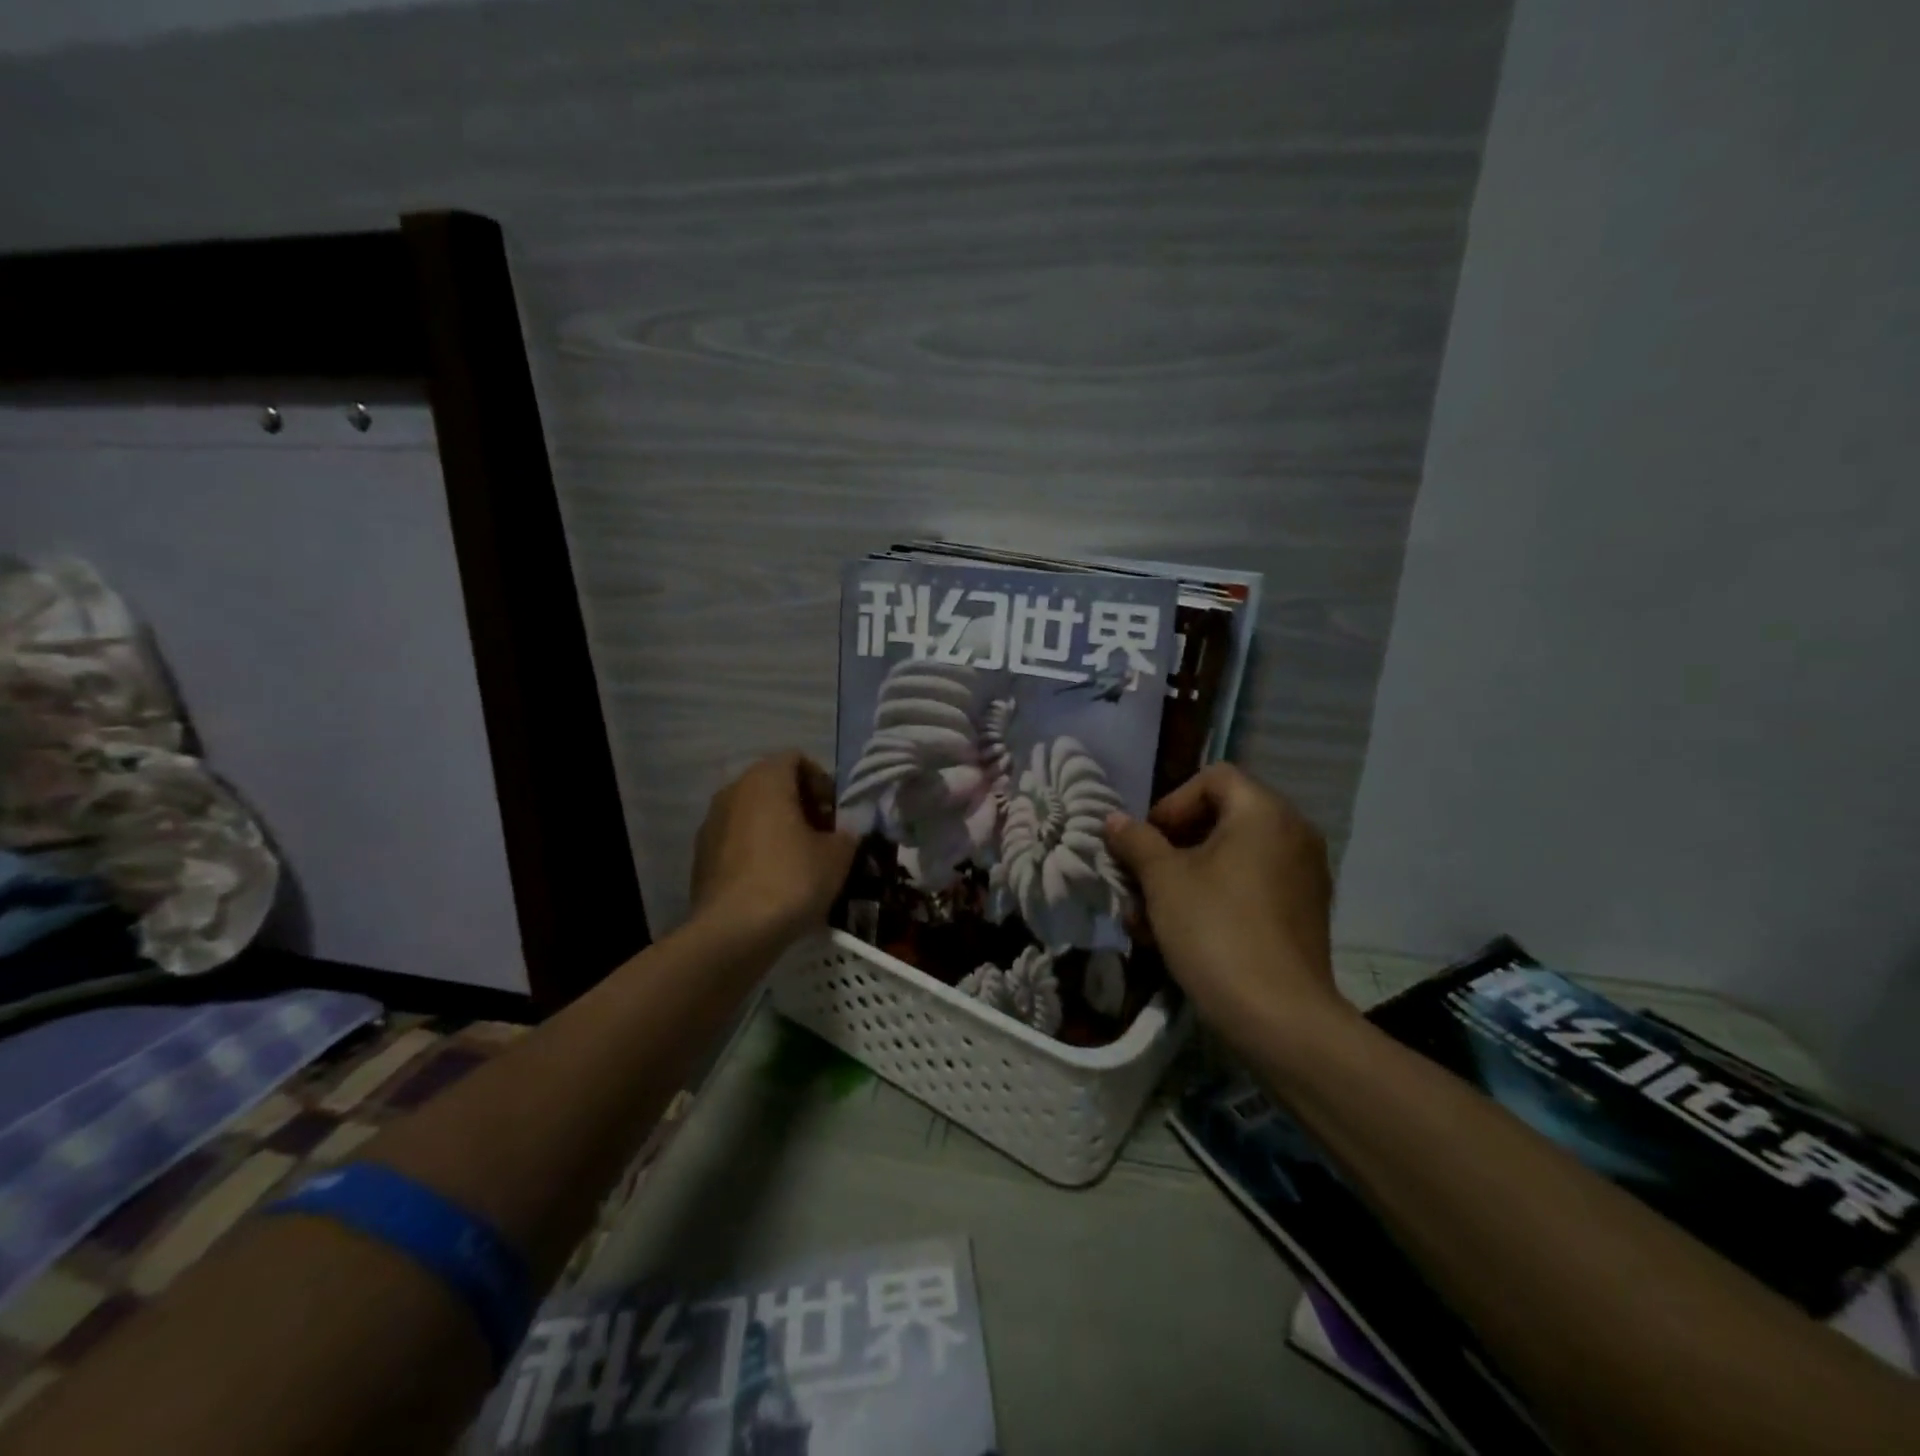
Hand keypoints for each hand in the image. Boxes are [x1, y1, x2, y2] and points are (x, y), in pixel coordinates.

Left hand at [690, 752, 856, 942]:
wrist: (733, 932)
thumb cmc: (791, 879)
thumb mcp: (837, 855)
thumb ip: (847, 833)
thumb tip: (845, 831)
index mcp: (765, 779)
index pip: (796, 759)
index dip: (822, 782)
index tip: (835, 814)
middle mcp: (733, 791)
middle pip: (773, 784)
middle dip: (801, 805)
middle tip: (823, 837)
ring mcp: (711, 823)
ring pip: (753, 812)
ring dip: (778, 827)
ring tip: (800, 861)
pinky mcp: (701, 856)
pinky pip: (737, 839)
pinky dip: (757, 849)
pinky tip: (774, 881)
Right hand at [1104, 764, 1341, 1037]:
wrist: (1279, 1017)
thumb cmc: (1215, 930)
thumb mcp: (1163, 881)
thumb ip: (1136, 841)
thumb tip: (1114, 820)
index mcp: (1264, 813)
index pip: (1213, 778)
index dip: (1171, 803)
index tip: (1147, 842)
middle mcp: (1292, 834)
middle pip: (1219, 820)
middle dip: (1170, 849)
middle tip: (1140, 881)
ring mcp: (1302, 876)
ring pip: (1229, 860)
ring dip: (1183, 880)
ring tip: (1147, 919)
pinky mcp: (1302, 914)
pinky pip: (1249, 888)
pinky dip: (1213, 900)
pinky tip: (1178, 936)